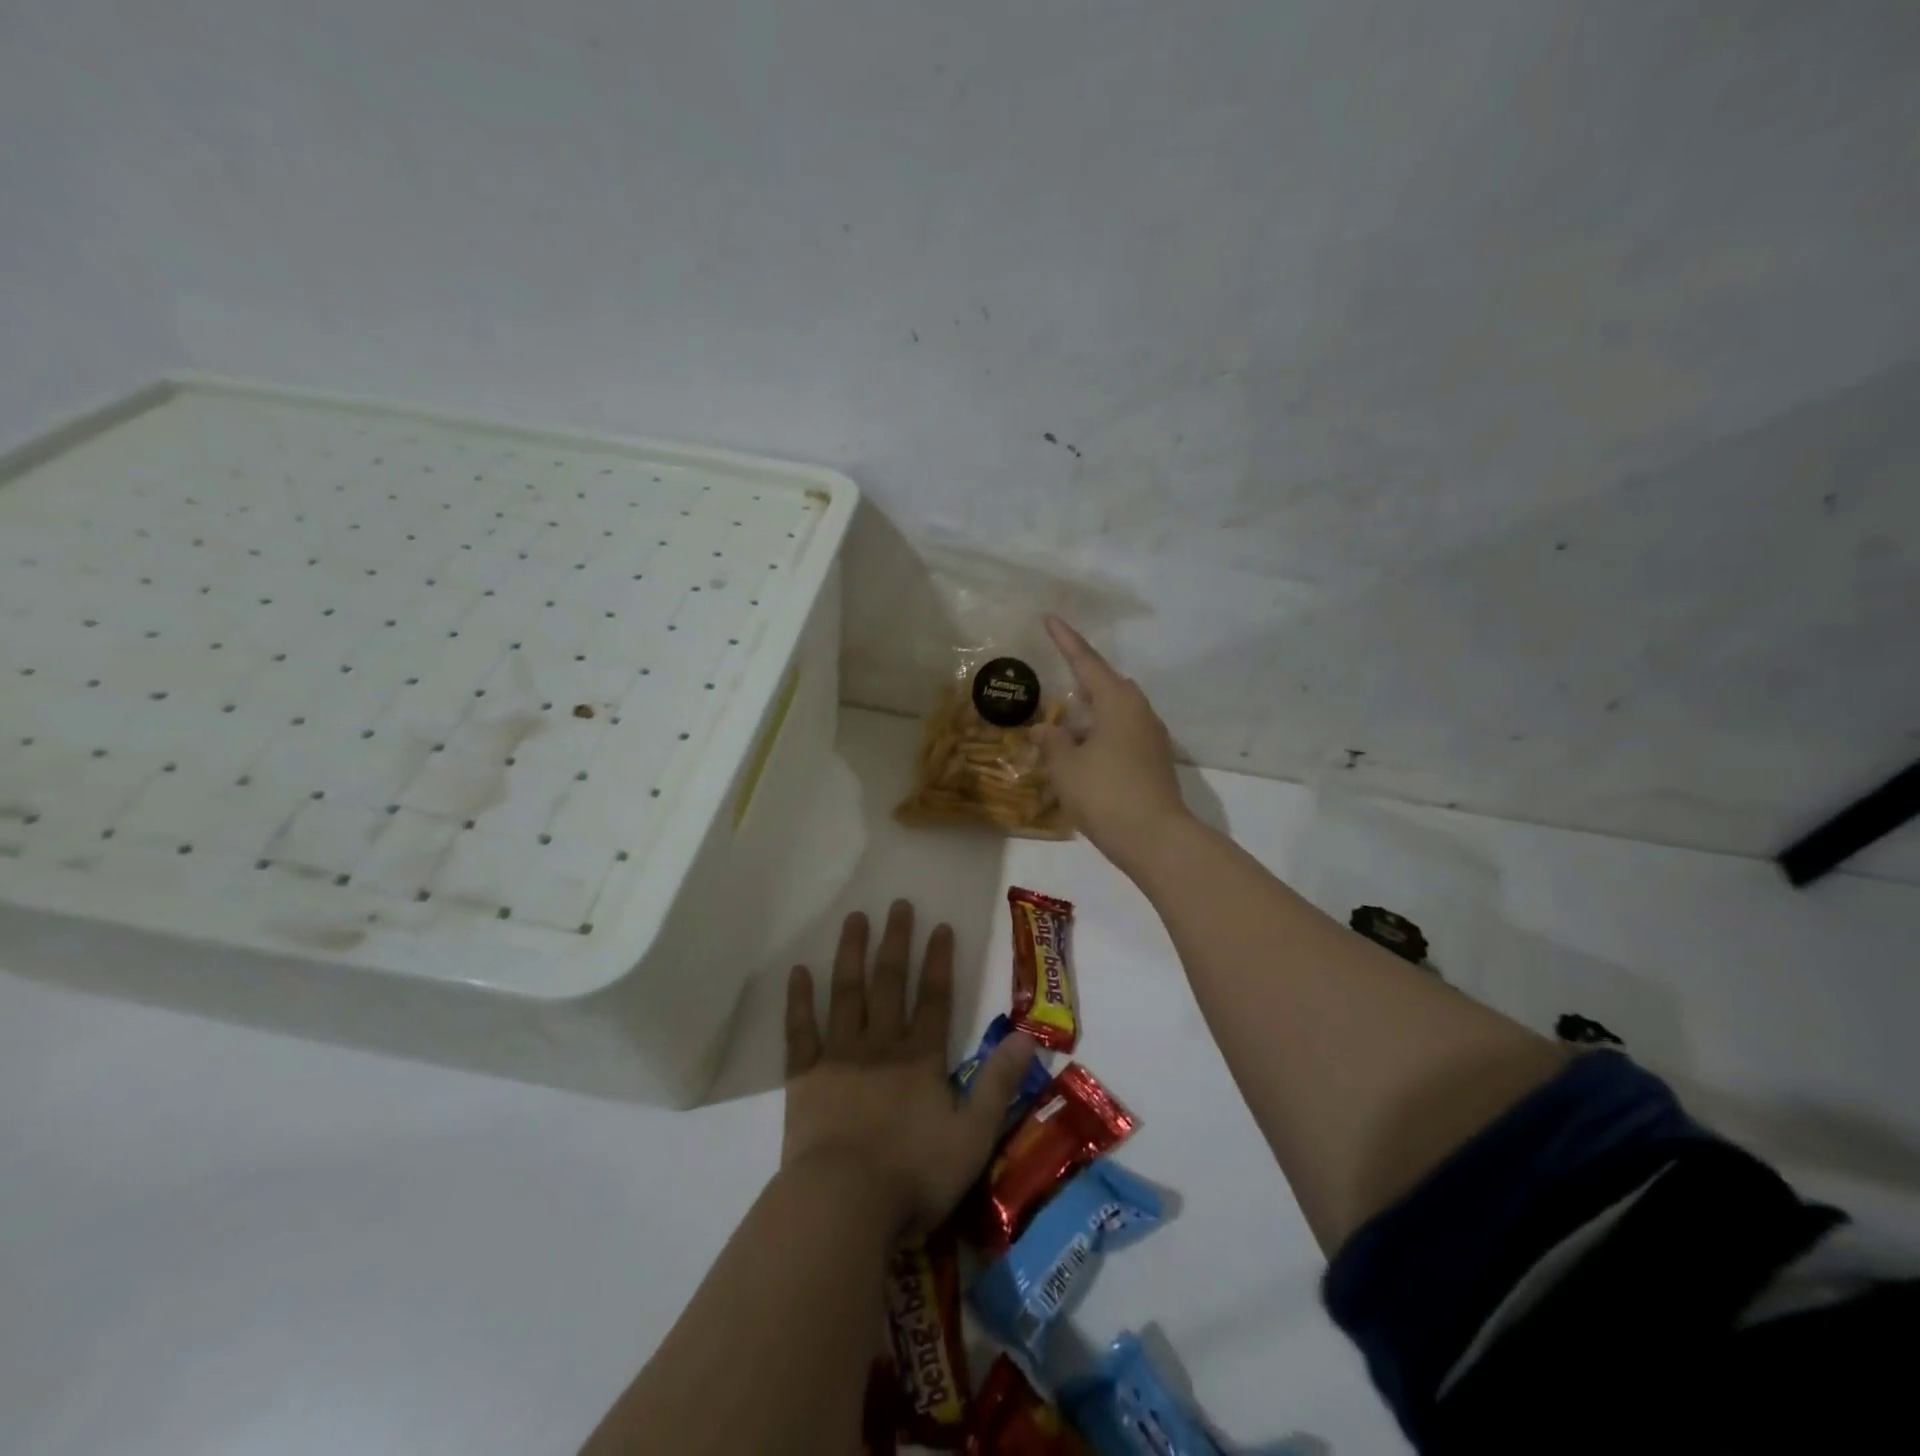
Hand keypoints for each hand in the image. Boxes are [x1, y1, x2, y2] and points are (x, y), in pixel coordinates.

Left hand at [783, 901, 1037, 1236]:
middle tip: (898, 904)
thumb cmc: (914, 1175)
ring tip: (855, 919)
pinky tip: (798, 971)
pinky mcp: (804, 1077)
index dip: (939, 961)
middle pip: (890, 984)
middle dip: (896, 942)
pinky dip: (799, 1000)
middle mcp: (880, 1045)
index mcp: (920, 1059)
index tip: (940, 924)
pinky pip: (801, 1031)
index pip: (935, 999)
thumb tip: (1028, 1038)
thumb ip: (999, 1085)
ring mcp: (839, 1057)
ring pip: (847, 993)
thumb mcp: (974, 1136)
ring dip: (851, 954)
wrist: (843, 1203)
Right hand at [1033, 615, 1188, 864]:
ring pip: (1114, 714)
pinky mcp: (1154, 761)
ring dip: (1089, 718)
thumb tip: (1043, 730)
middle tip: (1056, 686)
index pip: (1085, 662)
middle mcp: (1139, 711)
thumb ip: (1051, 742)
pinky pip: (1122, 736)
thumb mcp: (1065, 766)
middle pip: (1106, 686)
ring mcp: (1151, 737)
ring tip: (1063, 731)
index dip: (1064, 640)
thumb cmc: (1105, 793)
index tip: (1050, 618)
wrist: (1155, 838)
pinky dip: (1100, 738)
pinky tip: (1083, 757)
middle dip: (1080, 684)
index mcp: (1117, 701)